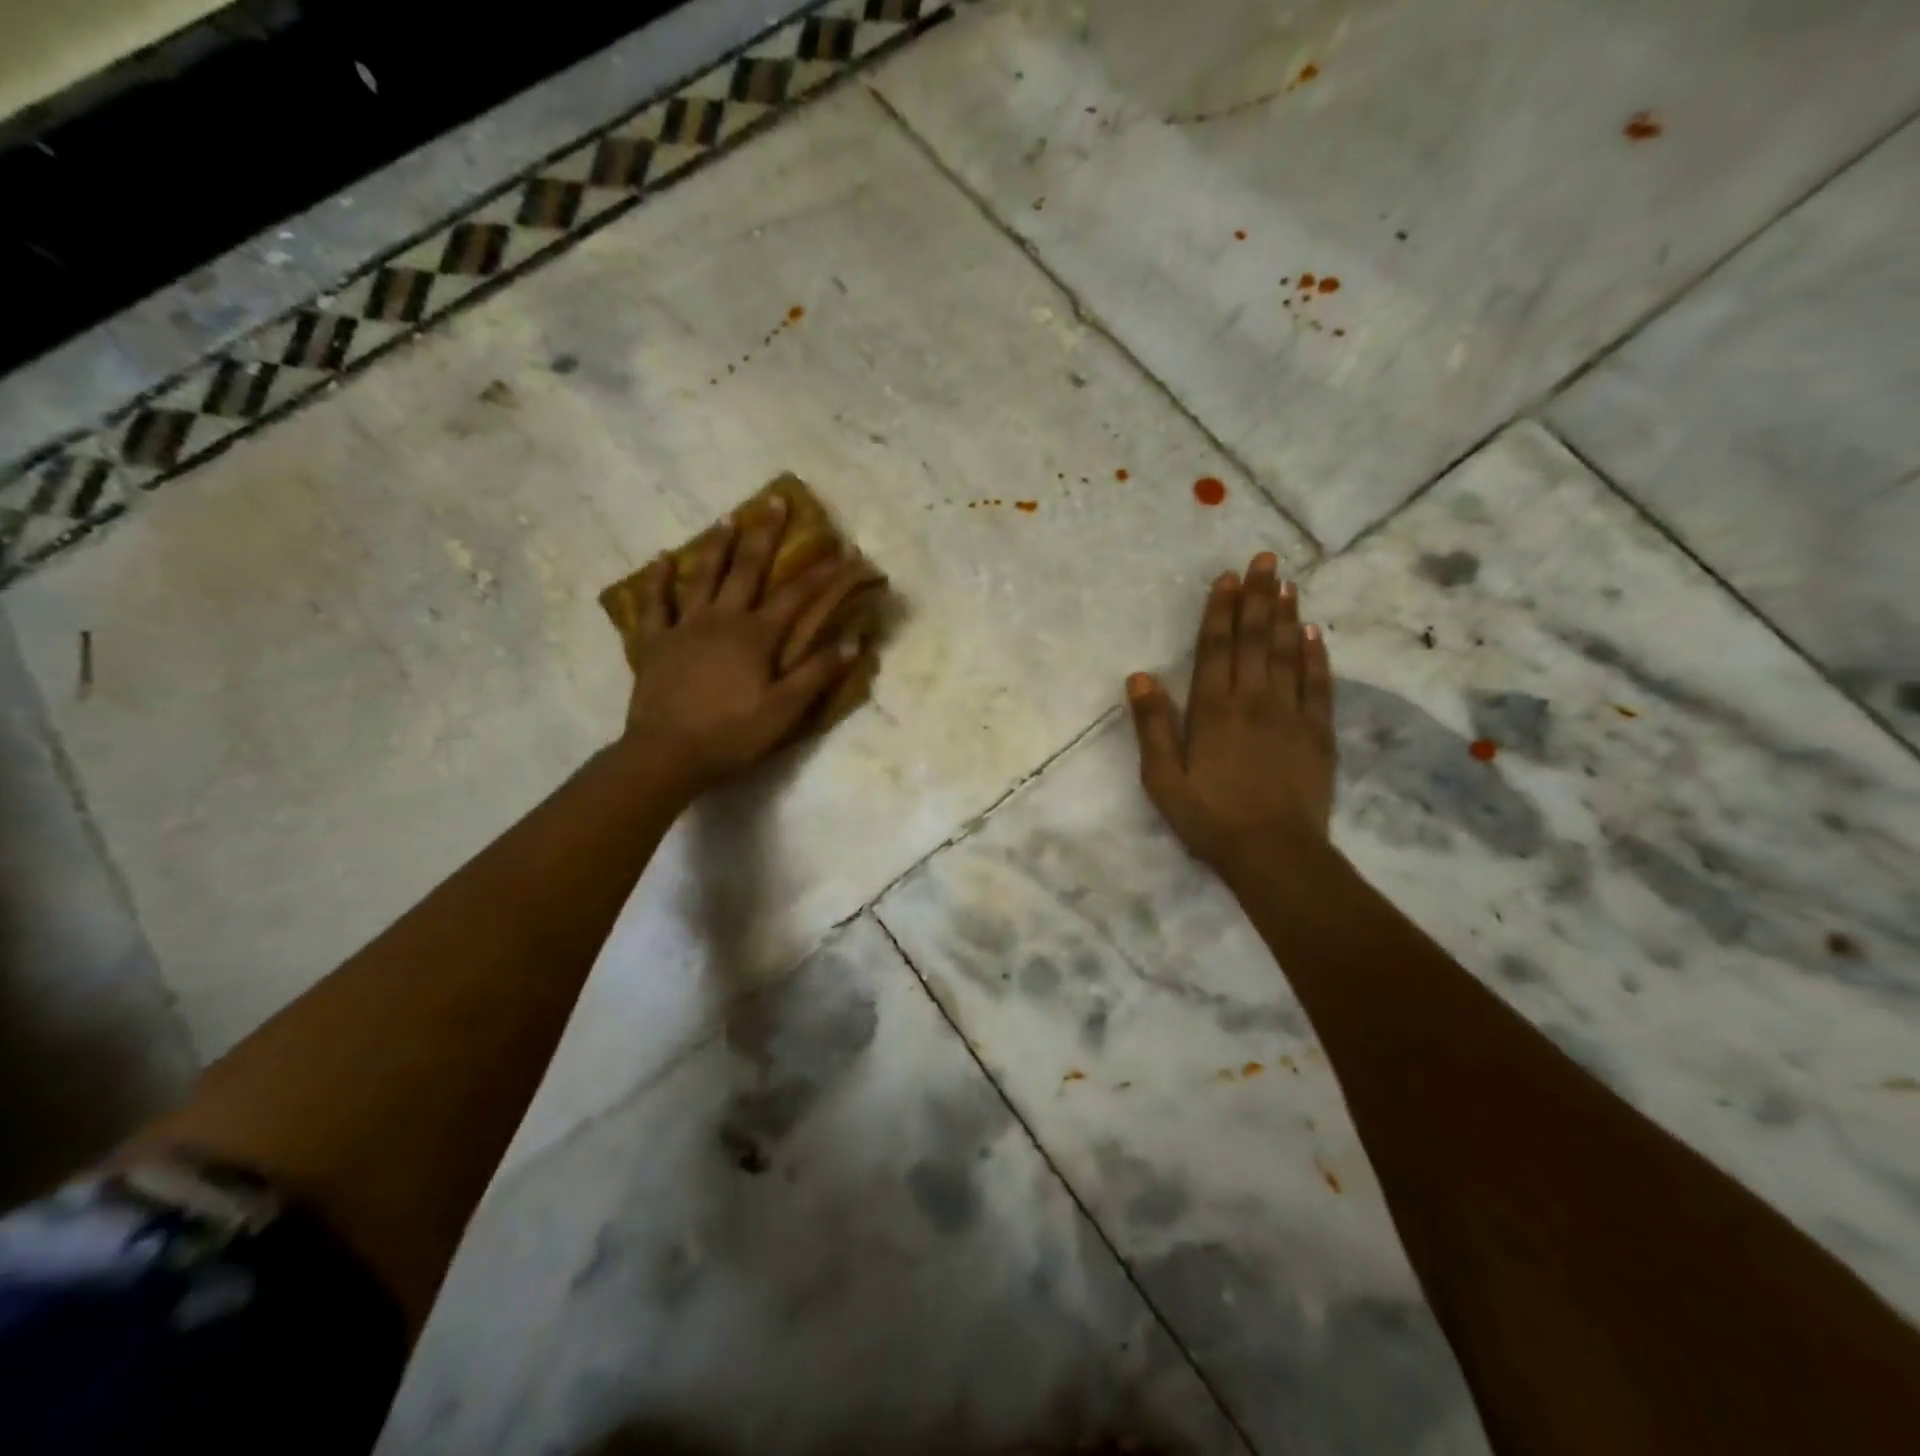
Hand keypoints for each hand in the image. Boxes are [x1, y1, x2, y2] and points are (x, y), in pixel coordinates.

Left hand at [619, 499, 883, 792]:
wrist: (667, 754)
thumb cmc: (731, 735)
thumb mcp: (784, 711)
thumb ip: (816, 674)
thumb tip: (851, 641)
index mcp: (756, 637)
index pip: (798, 596)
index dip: (826, 573)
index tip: (847, 551)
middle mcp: (722, 620)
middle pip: (747, 569)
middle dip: (765, 534)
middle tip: (775, 501)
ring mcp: (684, 627)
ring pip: (703, 576)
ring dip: (717, 545)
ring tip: (727, 517)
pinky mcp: (655, 643)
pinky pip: (655, 604)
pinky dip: (658, 580)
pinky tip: (662, 559)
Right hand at [1125, 552, 1335, 871]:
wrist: (1274, 853)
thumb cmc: (1209, 818)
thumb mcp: (1162, 779)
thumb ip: (1152, 726)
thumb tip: (1139, 677)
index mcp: (1213, 711)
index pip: (1216, 648)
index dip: (1221, 611)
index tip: (1227, 577)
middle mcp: (1254, 701)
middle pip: (1255, 640)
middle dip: (1259, 597)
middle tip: (1266, 560)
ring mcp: (1290, 714)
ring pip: (1288, 653)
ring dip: (1286, 616)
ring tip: (1288, 583)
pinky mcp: (1318, 733)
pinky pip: (1318, 684)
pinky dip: (1316, 656)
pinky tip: (1314, 634)